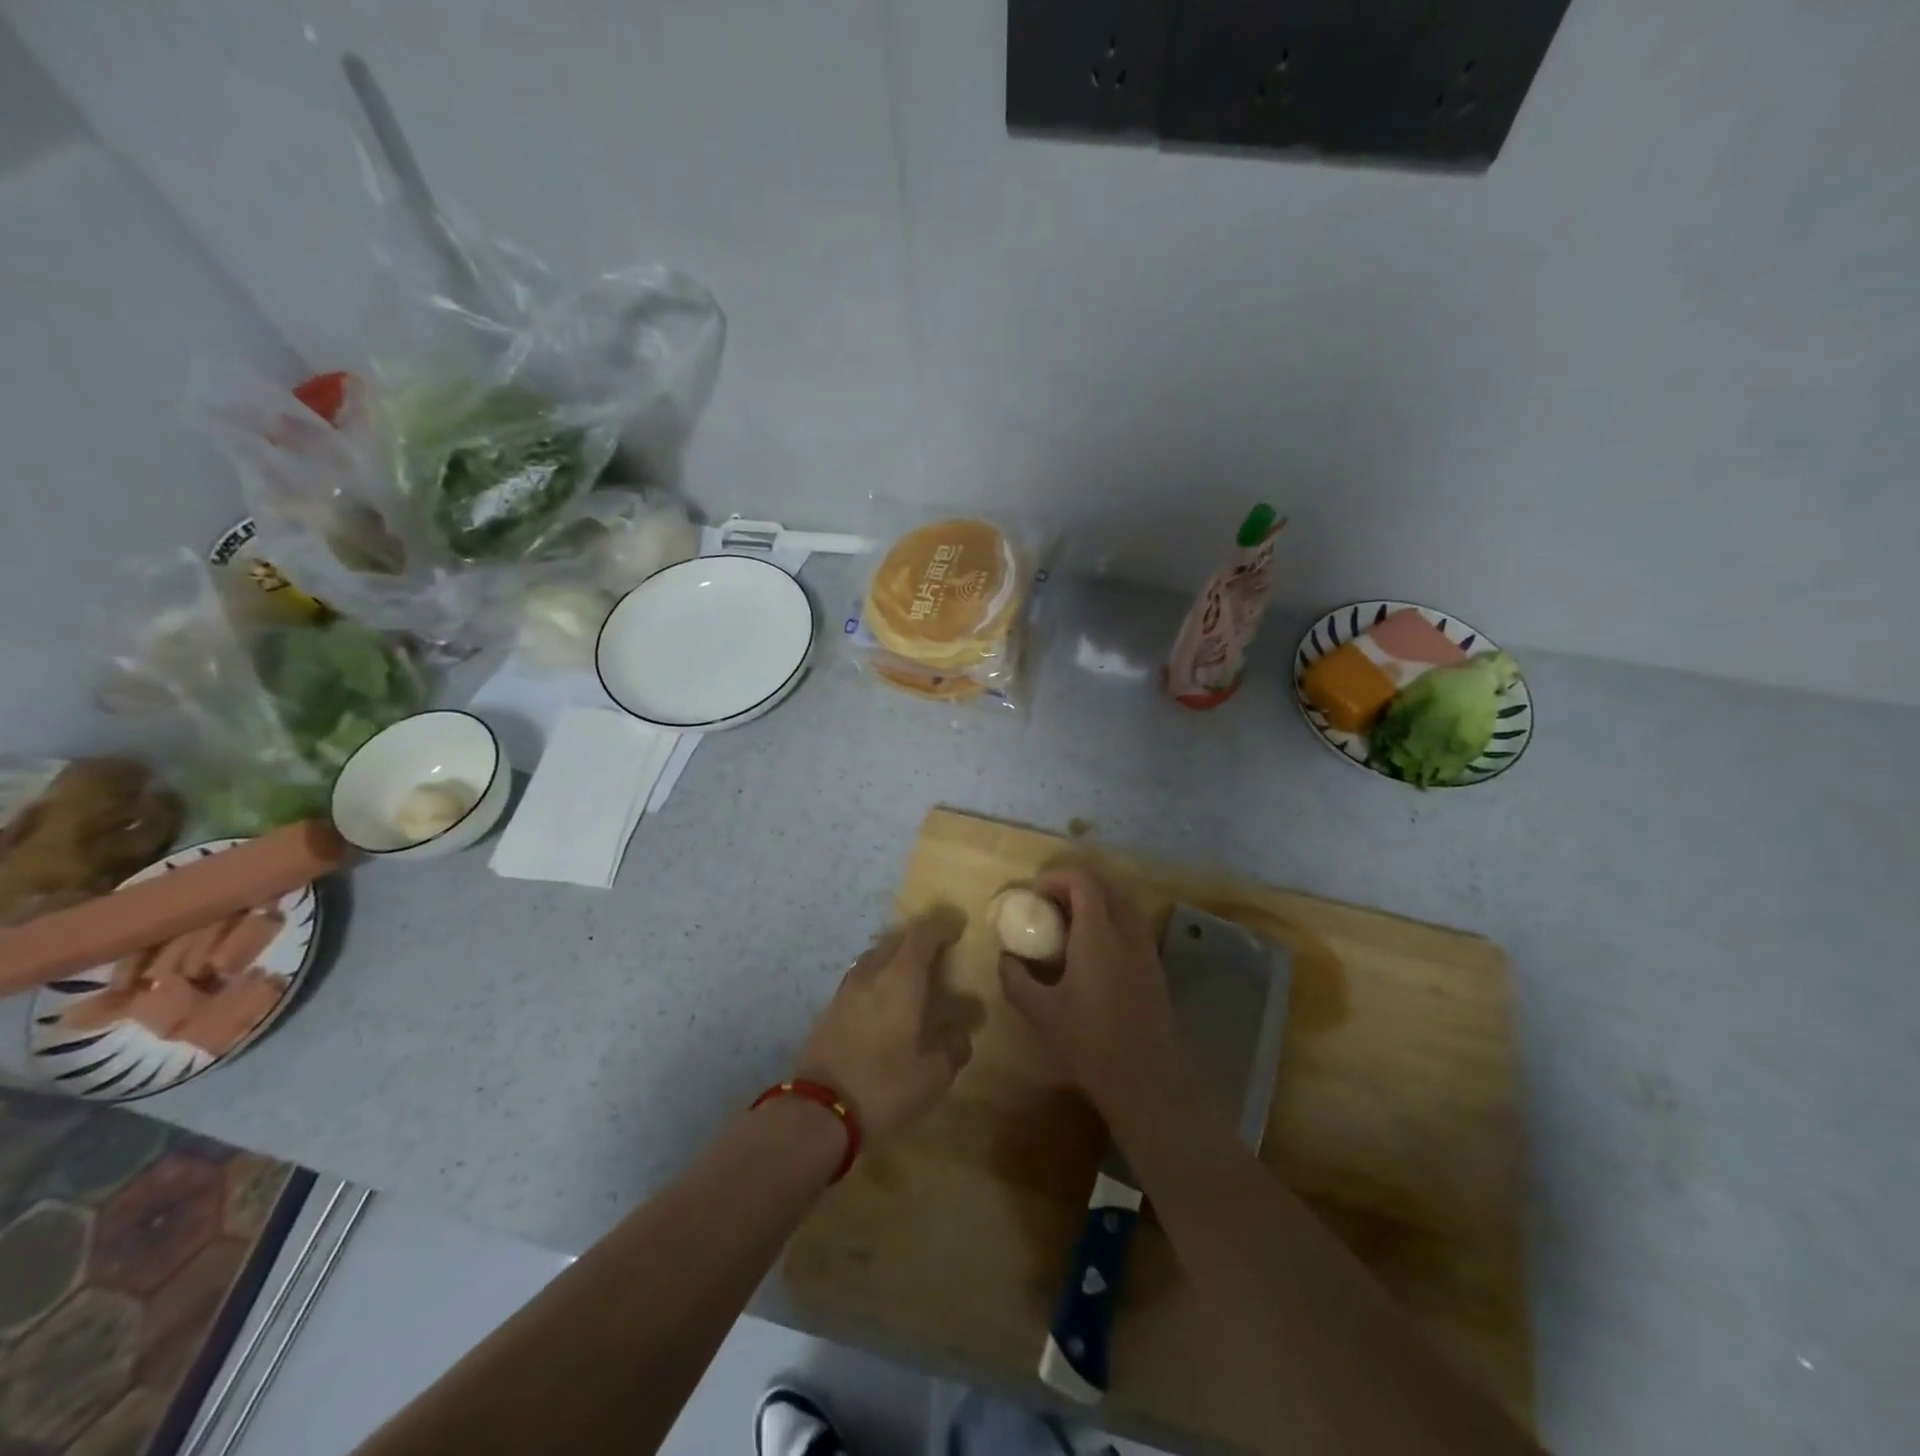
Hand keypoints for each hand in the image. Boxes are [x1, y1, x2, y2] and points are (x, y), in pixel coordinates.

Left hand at [795, 913, 973, 1141]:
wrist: (819, 1111)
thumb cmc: (885, 1086)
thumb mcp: (933, 1074)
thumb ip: (954, 1046)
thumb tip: (964, 1030)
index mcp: (901, 978)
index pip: (922, 933)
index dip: (942, 926)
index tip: (958, 930)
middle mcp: (872, 973)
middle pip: (896, 940)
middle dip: (919, 941)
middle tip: (939, 957)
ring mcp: (846, 990)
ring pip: (874, 958)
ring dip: (895, 960)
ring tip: (911, 981)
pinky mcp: (830, 1009)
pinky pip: (860, 980)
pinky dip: (877, 981)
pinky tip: (884, 1006)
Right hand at [997, 865, 1175, 1118]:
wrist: (1143, 1081)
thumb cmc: (1087, 1043)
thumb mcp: (1039, 1011)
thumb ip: (1015, 978)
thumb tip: (1005, 956)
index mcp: (1098, 934)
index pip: (1082, 880)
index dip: (1056, 878)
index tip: (1035, 896)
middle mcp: (1127, 932)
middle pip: (1105, 885)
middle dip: (1074, 886)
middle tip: (1049, 907)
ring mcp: (1146, 948)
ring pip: (1123, 903)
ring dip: (1096, 902)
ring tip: (1070, 927)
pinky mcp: (1156, 967)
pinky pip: (1133, 926)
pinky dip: (1111, 922)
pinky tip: (1093, 953)